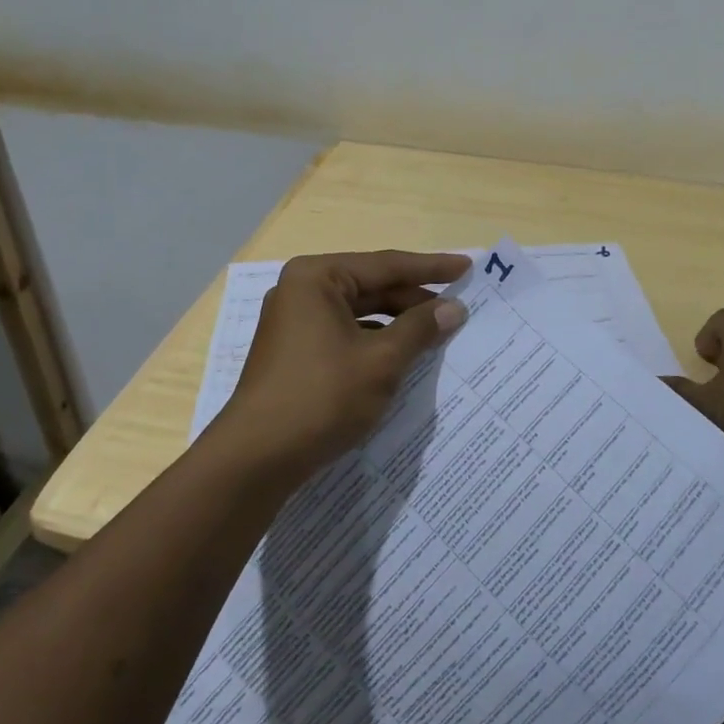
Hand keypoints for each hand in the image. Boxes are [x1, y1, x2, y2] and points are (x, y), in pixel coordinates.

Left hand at [215, 251, 470, 480]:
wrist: (256, 458)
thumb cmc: (321, 397)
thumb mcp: (381, 361)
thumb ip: (420, 328)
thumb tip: (454, 308)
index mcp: (317, 278)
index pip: (386, 265)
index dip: (431, 268)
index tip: (467, 267)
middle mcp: (302, 291)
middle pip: (372, 286)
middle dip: (415, 299)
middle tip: (458, 308)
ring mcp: (295, 321)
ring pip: (360, 313)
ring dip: (398, 323)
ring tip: (437, 333)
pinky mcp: (295, 351)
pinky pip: (346, 334)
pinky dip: (376, 341)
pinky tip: (403, 356)